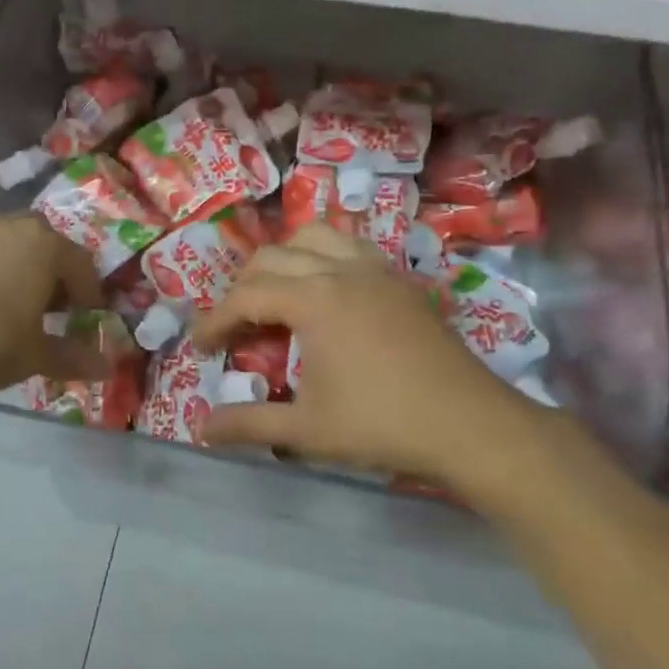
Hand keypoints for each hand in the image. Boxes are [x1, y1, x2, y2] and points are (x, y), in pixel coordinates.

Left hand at [0, 216, 111, 400]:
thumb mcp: (36, 356)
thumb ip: (74, 357)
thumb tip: (106, 367)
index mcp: (45, 247)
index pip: (83, 265)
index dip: (92, 295)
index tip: (90, 321)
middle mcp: (13, 229)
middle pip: (50, 246)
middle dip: (59, 276)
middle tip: (60, 311)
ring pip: (15, 247)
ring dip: (27, 272)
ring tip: (24, 310)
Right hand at [190, 225, 570, 508]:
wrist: (469, 424)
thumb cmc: (382, 425)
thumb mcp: (306, 430)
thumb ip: (248, 424)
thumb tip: (200, 429)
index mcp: (314, 299)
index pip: (247, 297)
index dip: (215, 320)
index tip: (199, 348)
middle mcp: (342, 270)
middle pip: (273, 257)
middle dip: (243, 288)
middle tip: (234, 327)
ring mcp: (377, 270)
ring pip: (316, 237)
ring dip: (285, 260)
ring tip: (277, 295)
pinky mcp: (402, 281)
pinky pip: (352, 247)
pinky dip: (325, 257)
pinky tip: (328, 292)